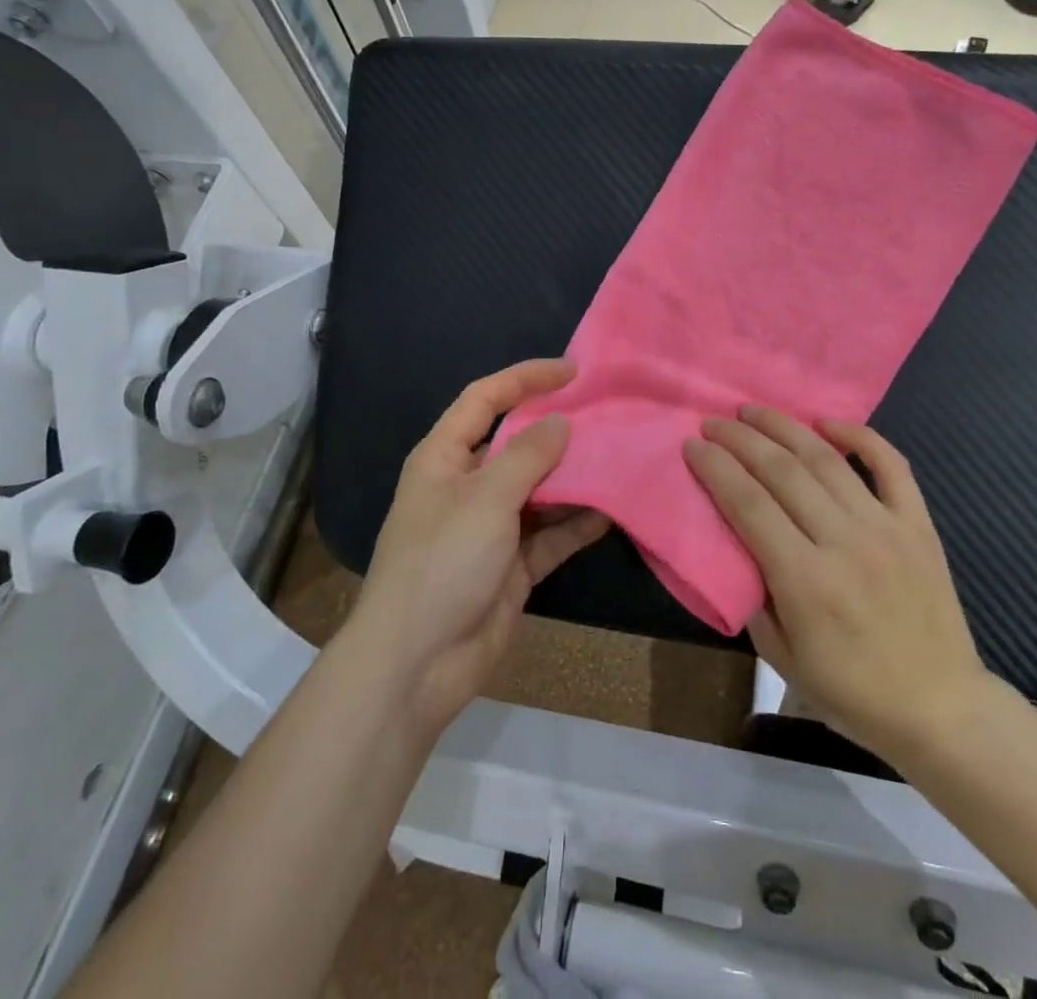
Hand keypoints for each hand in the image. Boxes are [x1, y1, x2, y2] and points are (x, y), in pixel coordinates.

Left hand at [348, 359, 609, 734]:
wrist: (417, 664)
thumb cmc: (442, 563)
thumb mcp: (486, 498)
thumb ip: (527, 456)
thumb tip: (560, 423)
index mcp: (444, 457)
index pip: (485, 398)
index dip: (525, 378)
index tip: (572, 371)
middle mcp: (467, 486)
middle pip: (518, 444)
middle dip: (559, 430)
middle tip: (608, 416)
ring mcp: (491, 528)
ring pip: (540, 490)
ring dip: (574, 478)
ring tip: (619, 458)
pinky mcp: (512, 566)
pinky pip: (550, 534)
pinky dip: (577, 524)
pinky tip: (612, 511)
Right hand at [683, 407, 995, 757]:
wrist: (942, 709)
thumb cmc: (852, 692)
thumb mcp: (781, 657)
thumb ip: (752, 594)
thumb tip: (734, 542)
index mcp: (805, 581)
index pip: (748, 504)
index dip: (716, 468)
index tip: (693, 445)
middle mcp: (845, 543)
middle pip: (782, 471)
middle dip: (740, 439)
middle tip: (713, 422)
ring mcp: (886, 528)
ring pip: (827, 459)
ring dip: (785, 427)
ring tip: (754, 411)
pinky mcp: (918, 524)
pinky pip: (891, 465)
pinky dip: (860, 436)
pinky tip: (828, 423)